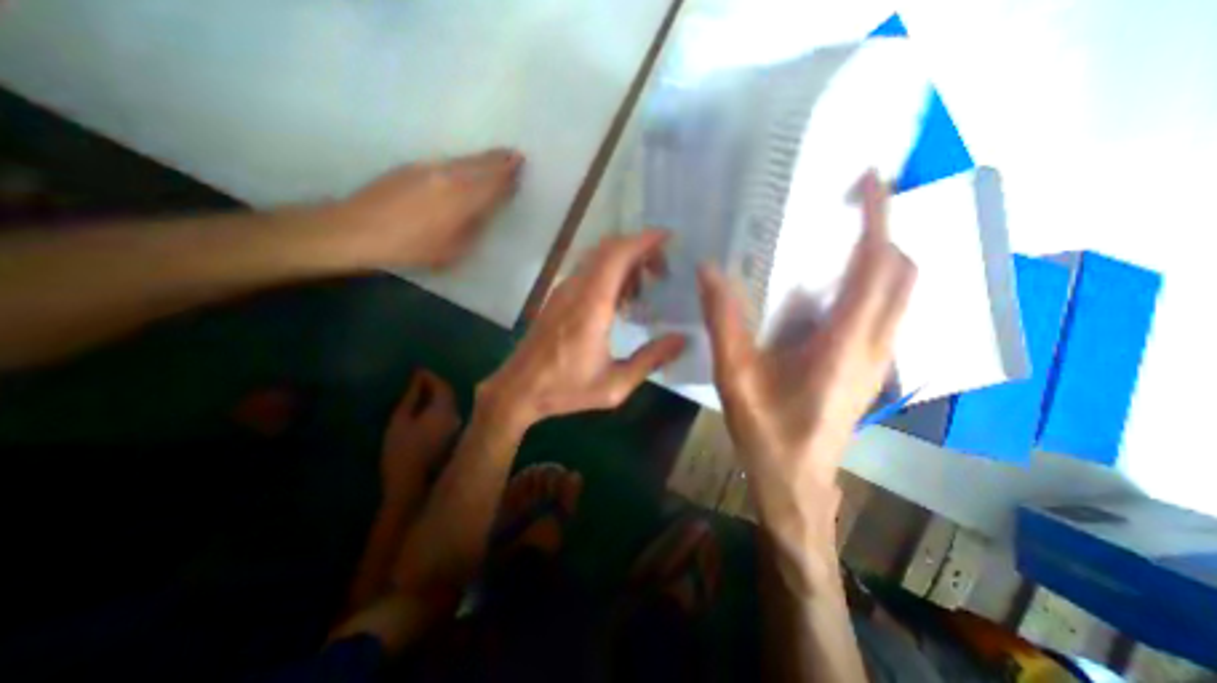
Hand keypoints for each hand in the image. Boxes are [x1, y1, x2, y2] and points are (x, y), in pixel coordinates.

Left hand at [330, 145, 523, 269]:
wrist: (357, 229)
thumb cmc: (411, 248)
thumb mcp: (452, 250)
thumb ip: (473, 229)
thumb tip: (483, 214)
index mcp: (462, 200)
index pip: (493, 183)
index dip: (508, 175)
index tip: (521, 165)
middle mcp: (448, 177)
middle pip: (480, 165)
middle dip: (499, 159)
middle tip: (515, 153)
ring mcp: (428, 168)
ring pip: (463, 160)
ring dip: (483, 158)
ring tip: (497, 156)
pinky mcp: (412, 167)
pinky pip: (447, 161)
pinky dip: (463, 162)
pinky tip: (465, 166)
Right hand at [379, 368, 462, 502]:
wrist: (411, 482)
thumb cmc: (401, 450)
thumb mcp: (400, 420)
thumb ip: (411, 397)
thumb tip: (417, 379)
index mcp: (443, 409)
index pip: (442, 386)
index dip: (430, 377)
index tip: (418, 371)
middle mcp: (455, 414)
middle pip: (448, 393)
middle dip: (434, 384)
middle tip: (417, 380)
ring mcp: (456, 425)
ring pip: (449, 403)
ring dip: (437, 395)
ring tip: (419, 392)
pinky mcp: (453, 434)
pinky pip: (448, 412)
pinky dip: (439, 406)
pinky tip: (426, 408)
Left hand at [481, 232, 688, 429]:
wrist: (519, 388)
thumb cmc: (566, 388)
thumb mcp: (614, 384)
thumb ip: (650, 360)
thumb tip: (681, 340)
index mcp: (592, 305)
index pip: (617, 254)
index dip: (644, 240)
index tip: (668, 239)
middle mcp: (576, 289)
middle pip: (608, 248)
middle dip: (639, 249)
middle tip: (662, 271)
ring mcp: (564, 290)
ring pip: (597, 257)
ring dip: (624, 262)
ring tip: (644, 289)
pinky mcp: (558, 297)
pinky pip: (588, 271)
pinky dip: (609, 273)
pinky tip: (620, 302)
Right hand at [694, 171, 913, 586]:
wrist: (795, 480)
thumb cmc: (766, 430)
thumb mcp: (735, 376)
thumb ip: (723, 322)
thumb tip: (710, 270)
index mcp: (844, 344)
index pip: (875, 268)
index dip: (878, 219)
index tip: (874, 180)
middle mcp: (875, 346)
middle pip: (901, 275)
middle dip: (885, 233)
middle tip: (850, 209)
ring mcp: (879, 360)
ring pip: (899, 296)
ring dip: (882, 260)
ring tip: (842, 240)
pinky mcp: (870, 370)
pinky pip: (885, 315)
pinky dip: (872, 287)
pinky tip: (832, 291)